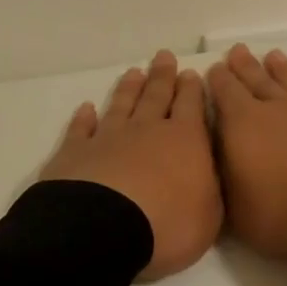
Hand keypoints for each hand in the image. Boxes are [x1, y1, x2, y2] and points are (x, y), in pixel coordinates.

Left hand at [40, 49, 222, 280]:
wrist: (103, 229)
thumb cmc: (167, 225)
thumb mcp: (209, 215)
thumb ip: (210, 187)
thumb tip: (207, 170)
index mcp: (185, 140)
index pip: (191, 106)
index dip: (191, 89)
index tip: (191, 72)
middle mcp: (147, 130)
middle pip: (156, 96)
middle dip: (162, 76)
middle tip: (164, 56)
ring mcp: (109, 138)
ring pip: (121, 105)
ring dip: (128, 89)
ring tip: (134, 72)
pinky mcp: (75, 153)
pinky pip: (81, 129)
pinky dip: (83, 118)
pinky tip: (86, 108)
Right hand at [207, 44, 286, 259]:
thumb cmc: (283, 210)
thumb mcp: (236, 209)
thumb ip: (224, 179)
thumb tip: (218, 160)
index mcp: (242, 123)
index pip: (225, 91)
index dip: (218, 79)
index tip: (214, 68)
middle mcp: (273, 106)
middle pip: (255, 77)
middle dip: (243, 65)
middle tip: (237, 50)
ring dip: (278, 67)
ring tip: (272, 55)